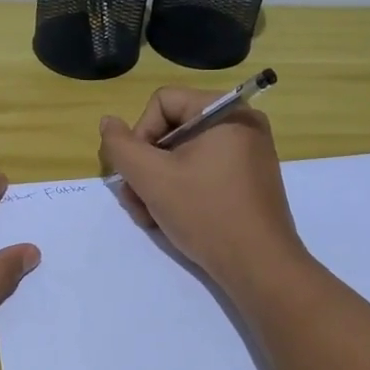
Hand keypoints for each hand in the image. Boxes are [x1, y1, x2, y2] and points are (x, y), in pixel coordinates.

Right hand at [97, 88, 307, 298]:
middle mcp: (241, 124)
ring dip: (157, 183)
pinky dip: (181, 190)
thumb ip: (121, 146)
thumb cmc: (206, 213)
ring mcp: (248, 153)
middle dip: (146, 166)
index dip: (139, 134)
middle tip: (136, 201)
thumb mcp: (151, 178)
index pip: (162, 102)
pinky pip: (204, 171)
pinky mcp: (248, 180)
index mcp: (225, 111)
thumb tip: (108, 123)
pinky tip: (169, 220)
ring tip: (149, 217)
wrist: (260, 267)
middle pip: (172, 130)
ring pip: (184, 155)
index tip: (136, 173)